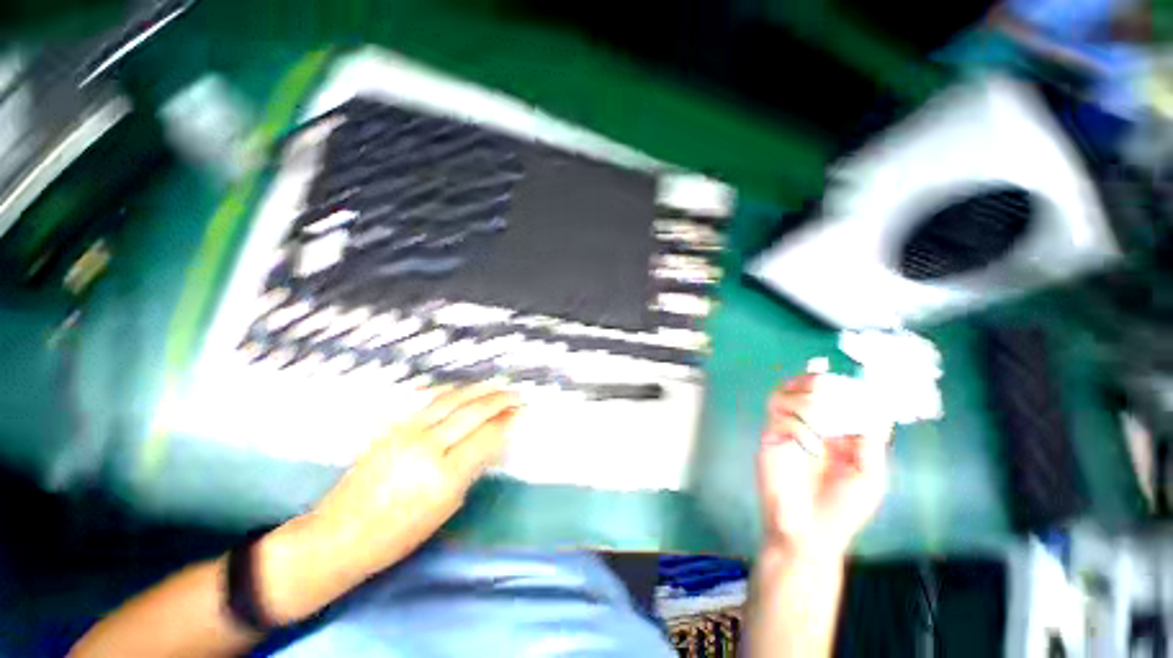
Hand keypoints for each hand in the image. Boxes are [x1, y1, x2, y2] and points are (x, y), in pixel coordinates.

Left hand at [257, 383, 519, 623]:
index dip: (507, 423)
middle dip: (499, 401)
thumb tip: (491, 442)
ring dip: (478, 390)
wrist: (338, 535)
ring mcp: (406, 433)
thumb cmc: (397, 535)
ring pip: (452, 400)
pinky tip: (464, 390)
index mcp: (443, 476)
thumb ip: (470, 470)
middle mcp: (427, 448)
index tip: (520, 415)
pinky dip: (453, 392)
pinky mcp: (392, 428)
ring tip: (497, 386)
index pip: (486, 437)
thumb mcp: (445, 508)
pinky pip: (430, 402)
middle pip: (472, 413)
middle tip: (517, 395)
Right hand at [756, 375, 888, 556]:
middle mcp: (804, 425)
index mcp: (829, 430)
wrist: (809, 535)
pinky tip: (811, 446)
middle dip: (814, 383)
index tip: (853, 384)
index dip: (838, 384)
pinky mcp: (769, 442)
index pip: (828, 393)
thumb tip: (875, 408)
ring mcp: (784, 431)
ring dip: (805, 402)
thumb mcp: (869, 476)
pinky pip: (779, 421)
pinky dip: (796, 427)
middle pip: (798, 387)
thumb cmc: (842, 509)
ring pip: (781, 397)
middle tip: (828, 390)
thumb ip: (870, 442)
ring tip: (822, 420)